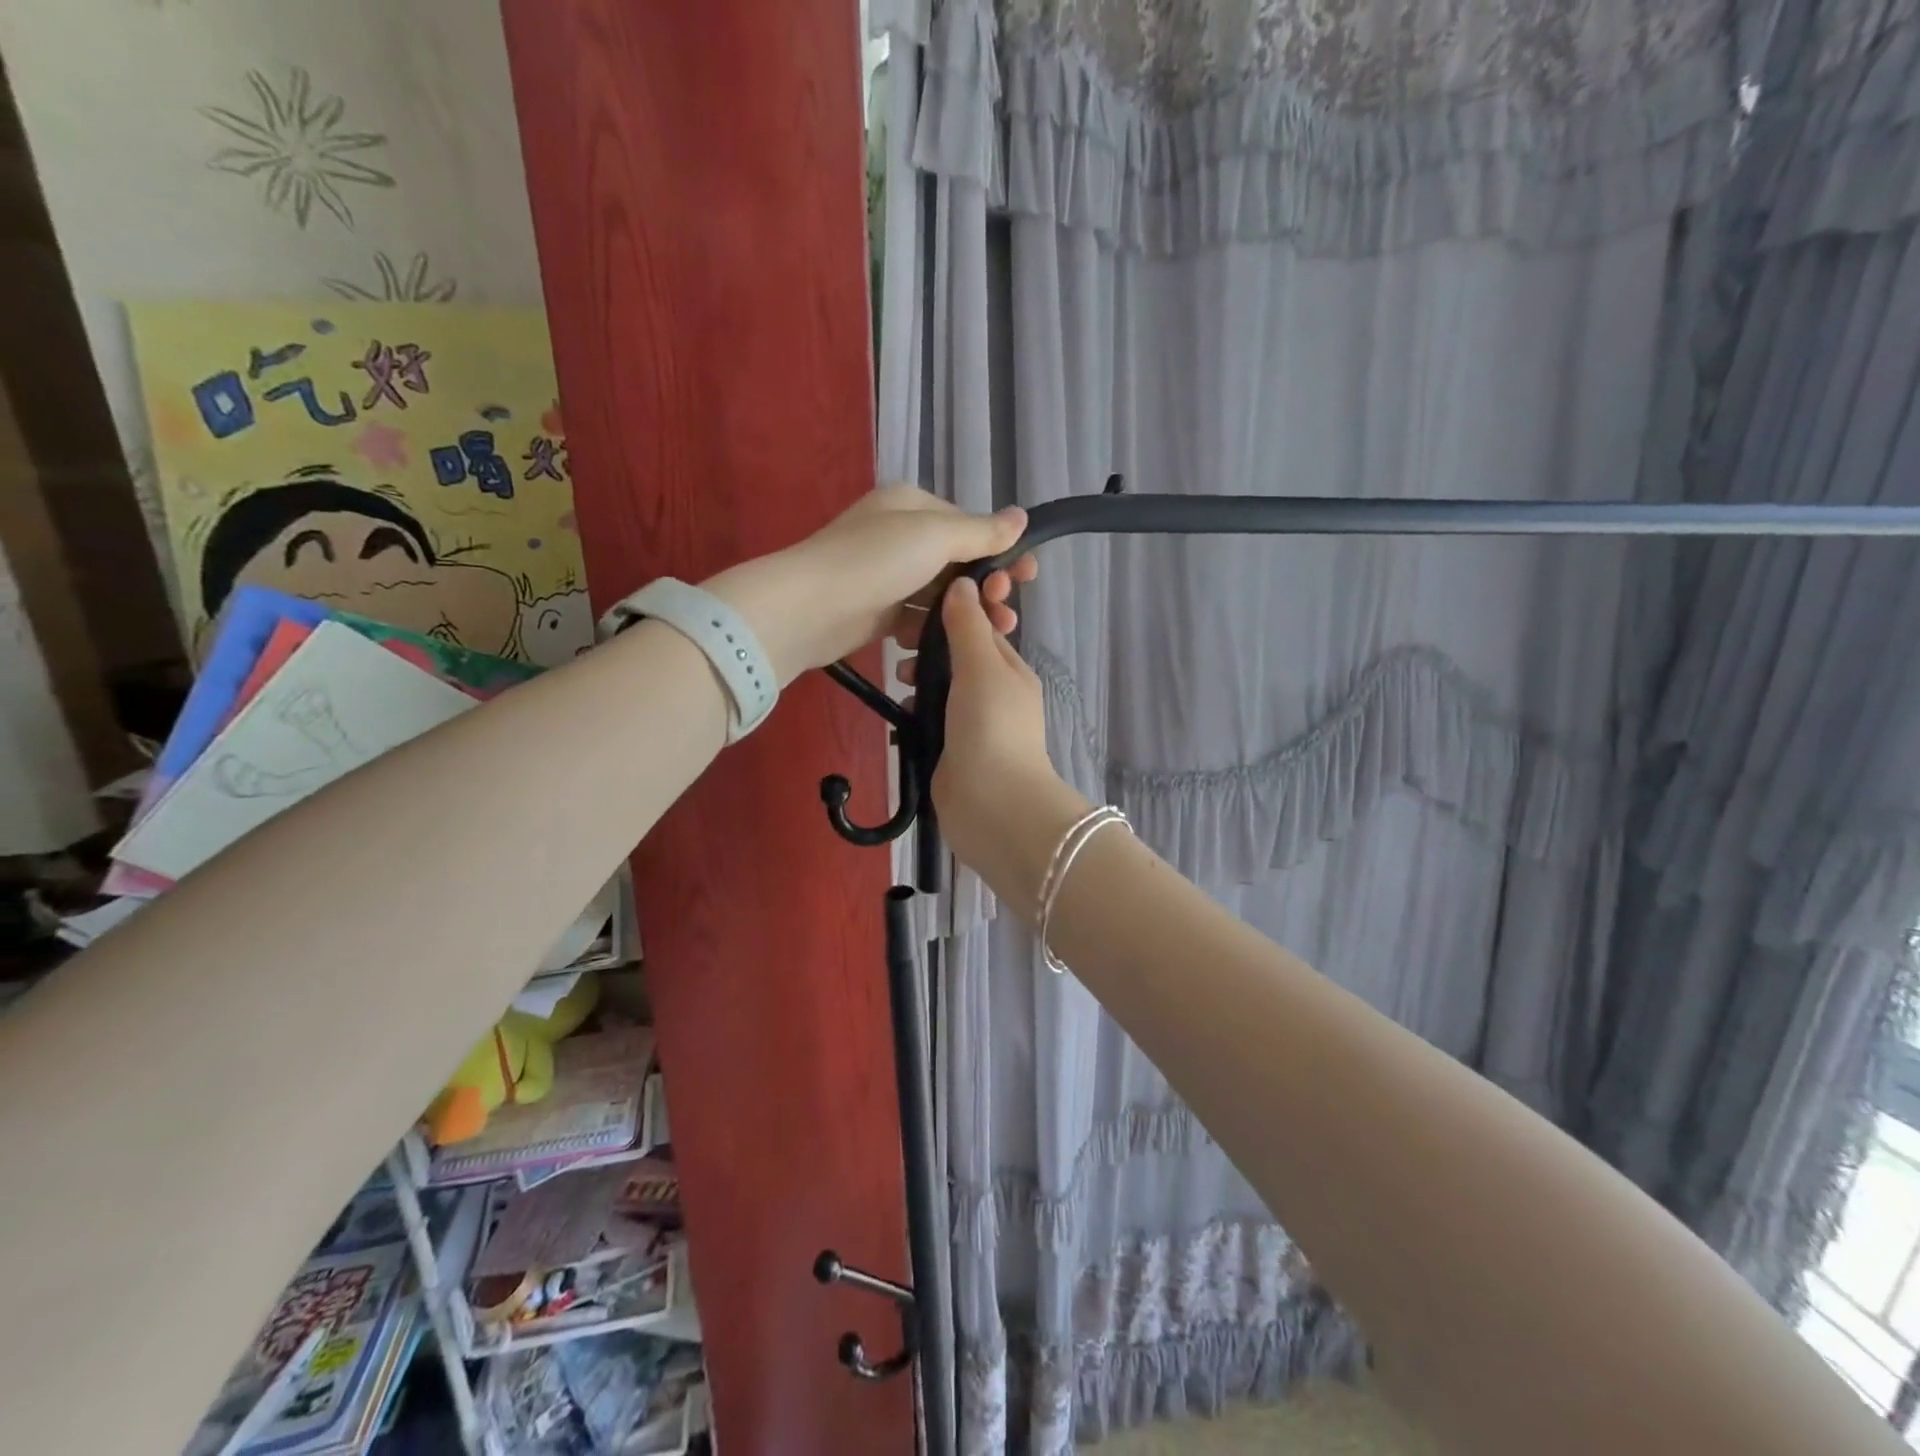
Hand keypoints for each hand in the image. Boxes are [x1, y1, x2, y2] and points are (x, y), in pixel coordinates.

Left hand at [704, 486, 1036, 681]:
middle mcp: (899, 535)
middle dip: (987, 586)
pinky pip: (916, 618)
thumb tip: (1022, 517)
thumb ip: (981, 532)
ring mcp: (886, 575)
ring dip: (967, 612)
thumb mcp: (934, 537)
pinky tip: (950, 645)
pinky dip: (934, 630)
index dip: (1000, 552)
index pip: (968, 526)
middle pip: (956, 562)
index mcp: (911, 506)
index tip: (1027, 578)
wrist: (809, 609)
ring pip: (939, 594)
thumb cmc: (875, 561)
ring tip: (995, 632)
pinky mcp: (877, 611)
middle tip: (1007, 612)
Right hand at [930, 575, 1088, 908]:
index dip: (951, 616)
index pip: (980, 630)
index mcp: (1011, 670)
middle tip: (899, 651)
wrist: (992, 804)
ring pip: (942, 691)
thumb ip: (968, 626)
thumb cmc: (991, 726)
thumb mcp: (982, 666)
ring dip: (920, 681)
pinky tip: (899, 713)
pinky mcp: (954, 752)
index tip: (916, 610)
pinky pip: (932, 721)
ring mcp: (974, 726)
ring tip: (898, 681)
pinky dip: (916, 713)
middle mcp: (996, 695)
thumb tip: (962, 583)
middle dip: (929, 651)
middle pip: (958, 660)